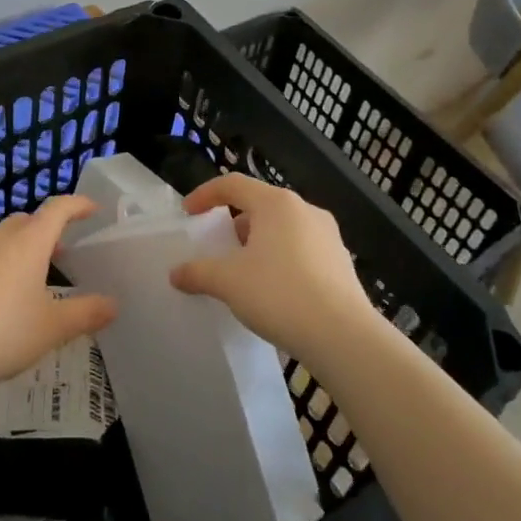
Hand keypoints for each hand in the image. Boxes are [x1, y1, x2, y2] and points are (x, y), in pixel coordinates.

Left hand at [0, 195, 116, 397]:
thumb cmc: (2, 332)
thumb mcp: (52, 328)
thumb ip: (85, 313)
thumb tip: (113, 304)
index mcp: (29, 242)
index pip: (57, 209)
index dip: (77, 205)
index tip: (93, 209)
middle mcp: (0, 240)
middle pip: (28, 220)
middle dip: (48, 227)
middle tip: (64, 247)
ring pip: (5, 238)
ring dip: (24, 246)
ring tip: (37, 274)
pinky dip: (4, 264)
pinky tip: (5, 297)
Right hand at [169, 174, 375, 363]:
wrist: (343, 337)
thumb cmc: (279, 294)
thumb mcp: (228, 282)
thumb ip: (198, 273)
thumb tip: (176, 273)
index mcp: (276, 203)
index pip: (233, 184)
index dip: (205, 194)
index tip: (188, 213)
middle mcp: (304, 209)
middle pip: (259, 205)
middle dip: (234, 223)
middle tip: (217, 247)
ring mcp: (328, 235)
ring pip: (282, 228)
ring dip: (258, 243)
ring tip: (244, 272)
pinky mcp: (341, 261)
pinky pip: (301, 249)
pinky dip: (281, 259)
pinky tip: (274, 290)